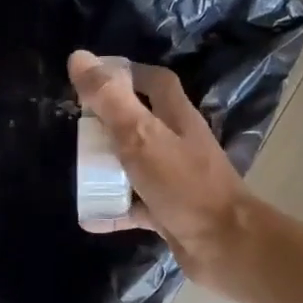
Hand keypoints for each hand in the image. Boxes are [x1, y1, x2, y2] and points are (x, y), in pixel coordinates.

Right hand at [68, 50, 252, 286]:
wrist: (224, 245)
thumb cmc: (184, 185)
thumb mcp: (140, 136)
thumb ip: (110, 99)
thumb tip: (78, 58)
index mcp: (177, 118)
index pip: (155, 82)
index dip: (126, 73)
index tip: (92, 78)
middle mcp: (178, 143)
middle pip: (141, 123)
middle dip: (109, 123)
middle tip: (77, 128)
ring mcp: (175, 179)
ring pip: (136, 165)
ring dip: (108, 168)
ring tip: (78, 171)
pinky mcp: (170, 211)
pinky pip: (135, 206)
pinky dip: (113, 210)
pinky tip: (89, 218)